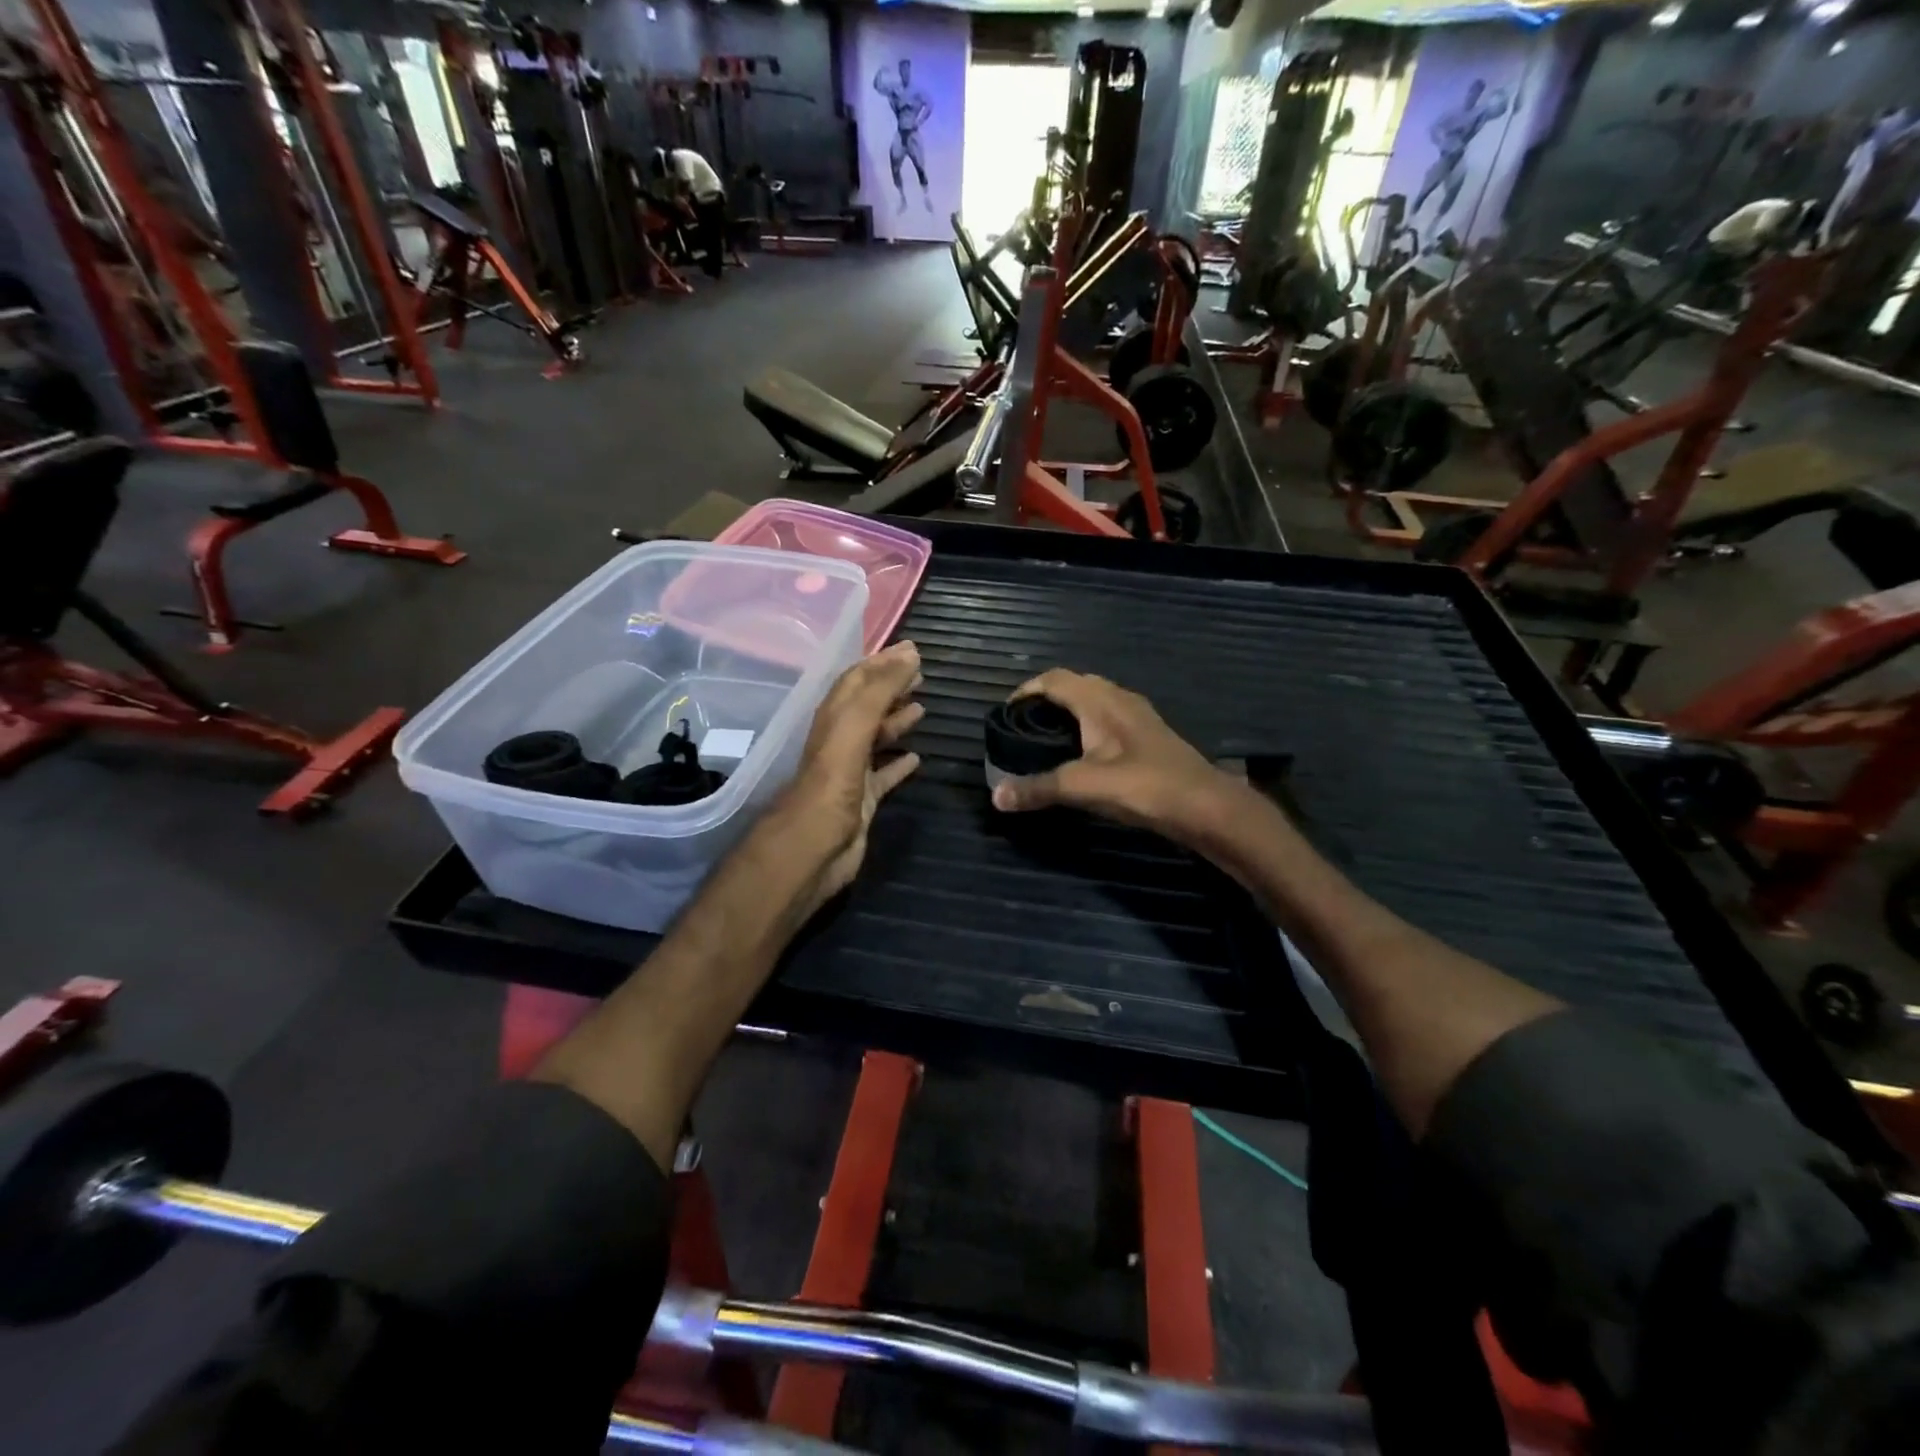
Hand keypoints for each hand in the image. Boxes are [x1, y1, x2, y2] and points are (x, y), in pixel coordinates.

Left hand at [767, 641, 923, 908]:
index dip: (882, 663)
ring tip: (922, 707)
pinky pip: (883, 775)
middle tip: (922, 675)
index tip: (912, 650)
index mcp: (834, 718)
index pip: (857, 680)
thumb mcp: (853, 727)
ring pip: (875, 738)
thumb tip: (909, 654)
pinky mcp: (862, 801)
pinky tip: (917, 758)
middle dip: (891, 687)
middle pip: (867, 705)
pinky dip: (899, 763)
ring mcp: (850, 771)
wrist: (813, 848)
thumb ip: (879, 690)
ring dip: (896, 720)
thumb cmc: (831, 783)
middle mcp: (840, 740)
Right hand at [988, 669, 1238, 843]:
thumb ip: (1039, 788)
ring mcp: (1138, 716)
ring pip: (1095, 700)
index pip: (1054, 679)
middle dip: (1046, 698)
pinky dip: (1088, 726)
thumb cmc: (1144, 786)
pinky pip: (1109, 717)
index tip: (1004, 714)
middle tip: (1023, 726)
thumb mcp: (1084, 787)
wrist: (1206, 806)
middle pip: (1075, 684)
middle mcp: (1119, 699)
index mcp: (1100, 701)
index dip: (1026, 690)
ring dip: (1069, 711)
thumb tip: (995, 796)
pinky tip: (1084, 754)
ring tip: (1047, 739)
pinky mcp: (1149, 736)